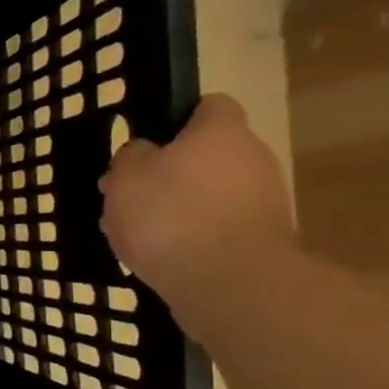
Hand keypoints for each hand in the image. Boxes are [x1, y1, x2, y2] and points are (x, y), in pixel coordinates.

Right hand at [99, 95, 294, 307]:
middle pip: (205, 155)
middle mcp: (252, 157)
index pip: (208, 105)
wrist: (229, 282)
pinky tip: (161, 256)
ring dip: (175, 208)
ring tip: (135, 234)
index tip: (144, 144)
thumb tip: (143, 152)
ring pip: (207, 194)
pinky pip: (216, 227)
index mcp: (220, 132)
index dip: (175, 119)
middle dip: (166, 173)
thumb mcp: (126, 178)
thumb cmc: (170, 215)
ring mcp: (263, 200)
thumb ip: (129, 157)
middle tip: (127, 197)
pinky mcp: (261, 239)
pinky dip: (190, 237)